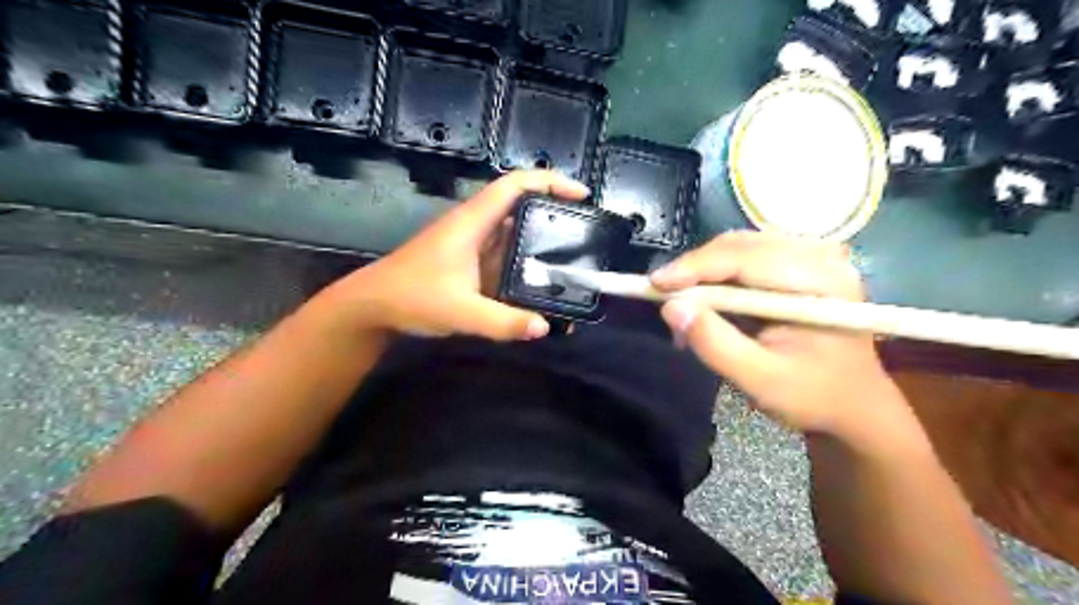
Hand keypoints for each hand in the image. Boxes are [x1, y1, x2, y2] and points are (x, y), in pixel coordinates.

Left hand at [319, 170, 589, 340]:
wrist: (373, 307)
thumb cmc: (412, 297)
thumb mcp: (461, 312)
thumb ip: (503, 322)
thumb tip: (546, 327)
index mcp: (473, 222)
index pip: (515, 185)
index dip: (550, 182)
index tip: (581, 195)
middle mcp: (477, 227)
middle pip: (522, 207)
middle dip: (555, 215)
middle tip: (586, 235)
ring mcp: (474, 246)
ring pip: (516, 235)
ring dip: (543, 245)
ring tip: (574, 262)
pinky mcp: (472, 264)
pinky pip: (507, 259)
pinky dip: (527, 268)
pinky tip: (543, 288)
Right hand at [649, 231, 909, 439]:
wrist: (854, 404)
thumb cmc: (812, 396)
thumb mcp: (760, 380)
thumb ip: (715, 344)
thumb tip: (671, 308)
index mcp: (822, 284)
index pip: (747, 258)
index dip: (696, 267)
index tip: (654, 284)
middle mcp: (821, 257)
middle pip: (741, 244)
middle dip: (696, 268)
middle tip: (663, 295)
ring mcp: (812, 256)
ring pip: (739, 246)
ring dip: (704, 271)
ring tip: (684, 303)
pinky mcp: (800, 263)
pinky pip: (747, 256)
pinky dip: (719, 274)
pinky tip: (708, 299)